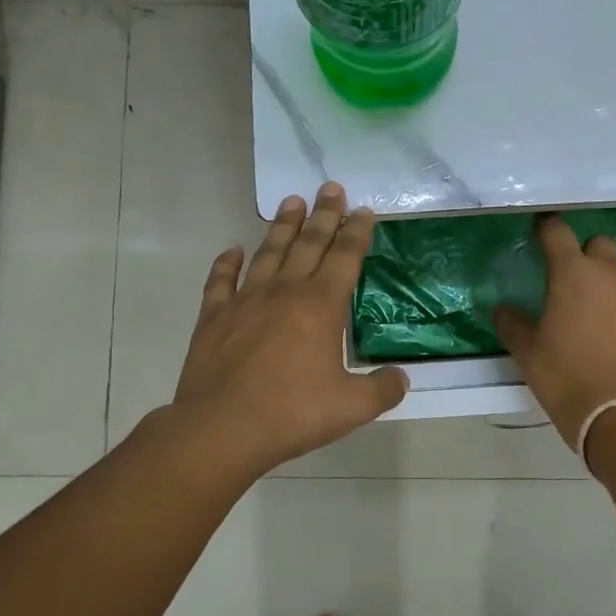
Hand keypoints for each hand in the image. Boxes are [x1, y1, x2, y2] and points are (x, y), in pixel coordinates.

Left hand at [172, 183, 407, 477]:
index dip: (356, 232)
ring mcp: (245, 301)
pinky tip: (232, 250)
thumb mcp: (351, 407)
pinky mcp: (214, 316)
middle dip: (324, 215)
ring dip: (282, 226)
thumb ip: (382, 389)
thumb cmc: (292, 413)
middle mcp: (285, 292)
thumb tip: (401, 378)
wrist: (222, 428)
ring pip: (268, 252)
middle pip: (309, 243)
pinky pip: (221, 280)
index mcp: (321, 306)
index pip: (345, 257)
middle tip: (330, 187)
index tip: (363, 210)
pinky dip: (226, 263)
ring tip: (292, 202)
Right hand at [493, 215, 615, 449]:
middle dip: (581, 251)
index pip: (557, 231)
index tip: (536, 233)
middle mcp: (608, 274)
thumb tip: (502, 309)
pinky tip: (606, 330)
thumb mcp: (527, 351)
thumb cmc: (564, 375)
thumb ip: (511, 323)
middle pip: (597, 243)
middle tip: (564, 276)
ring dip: (601, 278)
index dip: (545, 228)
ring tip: (585, 307)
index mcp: (573, 273)